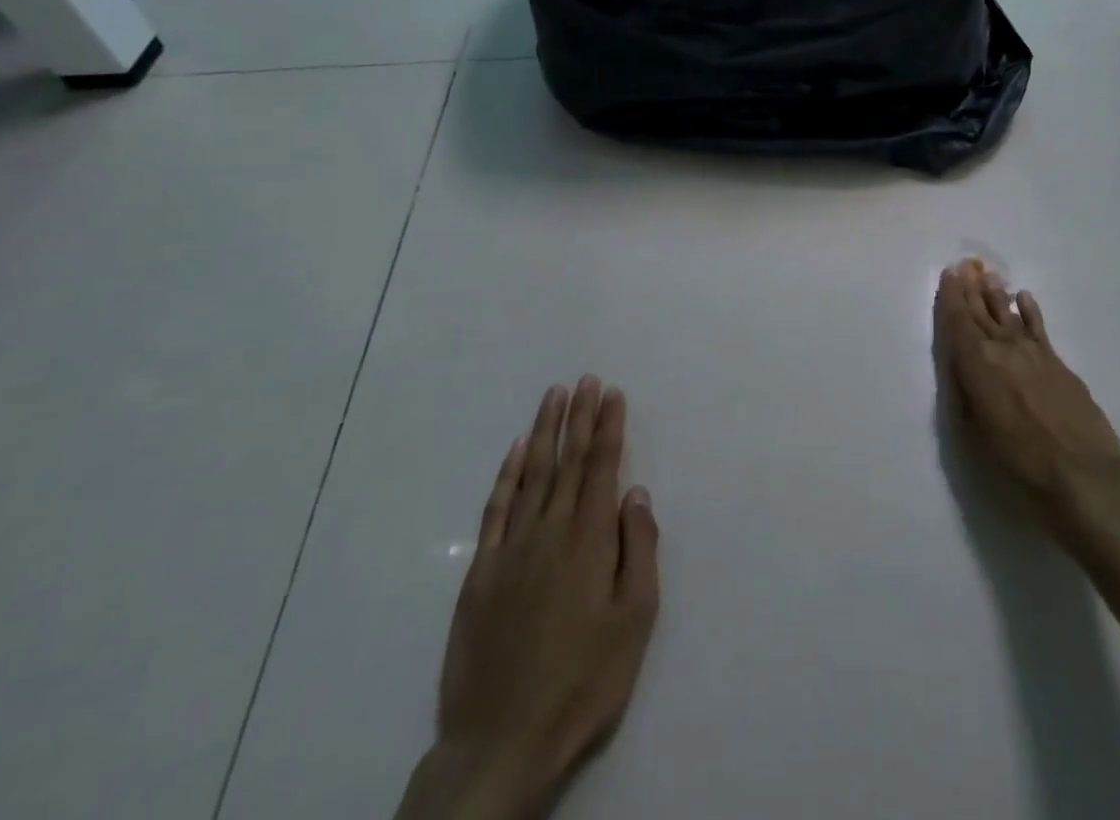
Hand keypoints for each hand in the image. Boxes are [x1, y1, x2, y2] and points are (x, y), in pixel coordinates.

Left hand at [418, 377, 659, 819]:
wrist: (502, 740)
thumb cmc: (584, 680)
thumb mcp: (634, 620)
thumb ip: (639, 549)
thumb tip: (635, 492)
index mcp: (590, 540)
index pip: (602, 467)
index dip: (608, 427)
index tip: (612, 393)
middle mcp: (550, 531)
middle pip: (569, 461)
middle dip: (580, 416)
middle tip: (587, 379)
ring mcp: (511, 549)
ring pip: (533, 474)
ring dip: (546, 431)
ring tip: (555, 395)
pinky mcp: (481, 573)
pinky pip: (497, 509)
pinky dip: (507, 475)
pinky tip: (517, 450)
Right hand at [933, 259, 1119, 528]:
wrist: (1083, 471)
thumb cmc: (1018, 460)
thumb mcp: (974, 434)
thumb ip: (965, 395)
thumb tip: (963, 371)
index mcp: (975, 363)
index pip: (958, 322)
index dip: (951, 297)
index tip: (949, 273)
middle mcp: (1001, 348)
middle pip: (982, 312)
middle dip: (971, 289)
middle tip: (965, 265)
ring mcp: (1032, 352)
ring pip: (1008, 314)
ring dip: (996, 294)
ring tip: (989, 275)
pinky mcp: (1057, 362)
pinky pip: (1038, 327)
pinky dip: (1029, 310)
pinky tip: (1024, 298)